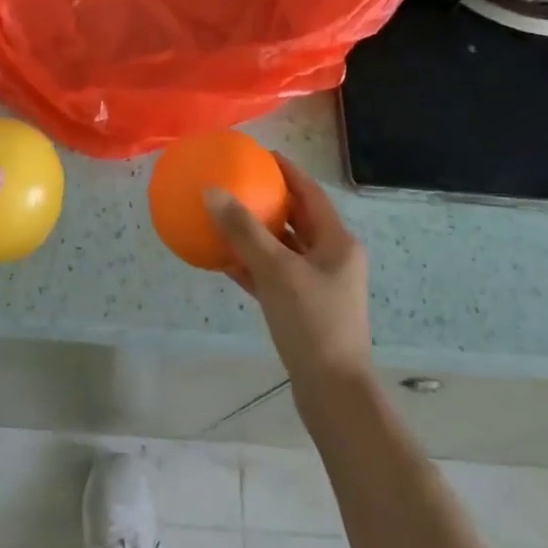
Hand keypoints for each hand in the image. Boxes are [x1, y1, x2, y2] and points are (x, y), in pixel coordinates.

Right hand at [205, 154, 372, 392]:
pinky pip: (274, 276)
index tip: (259, 155)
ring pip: (283, 249)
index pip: (310, 193)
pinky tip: (223, 260)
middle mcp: (331, 258)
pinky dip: (252, 265)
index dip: (286, 171)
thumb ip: (244, 231)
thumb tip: (211, 192)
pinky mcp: (303, 309)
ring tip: (224, 217)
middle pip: (297, 219)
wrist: (333, 392)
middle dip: (268, 201)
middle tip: (236, 183)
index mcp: (336, 242)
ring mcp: (318, 286)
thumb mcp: (276, 271)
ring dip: (255, 234)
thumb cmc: (312, 323)